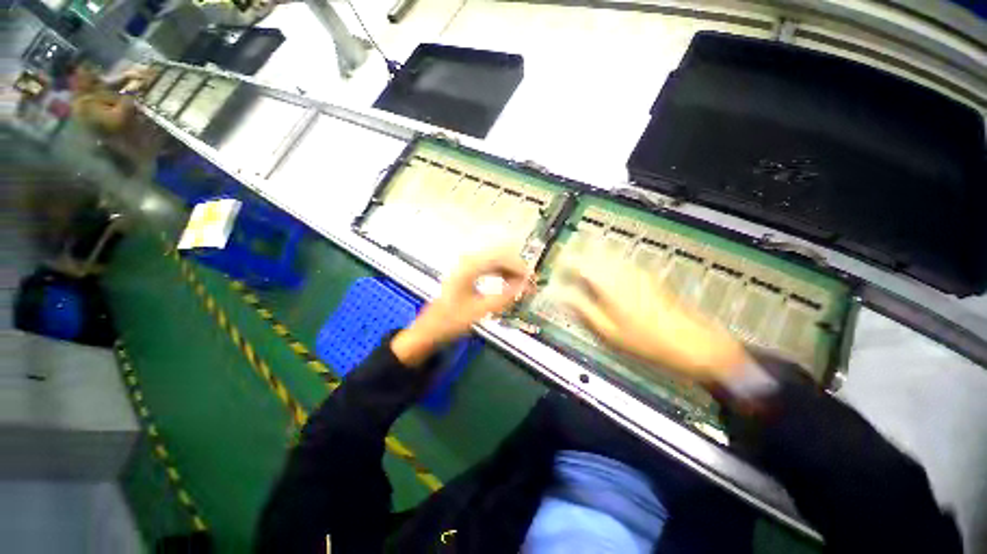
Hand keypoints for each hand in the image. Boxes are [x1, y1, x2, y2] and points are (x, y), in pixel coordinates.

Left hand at [391, 249, 532, 365]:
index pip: (501, 257)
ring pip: (496, 261)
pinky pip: (490, 268)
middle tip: (530, 284)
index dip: (520, 267)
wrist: (429, 329)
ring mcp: (467, 266)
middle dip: (517, 268)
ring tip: (522, 287)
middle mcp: (468, 261)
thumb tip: (526, 286)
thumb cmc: (451, 320)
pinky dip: (502, 275)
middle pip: (500, 256)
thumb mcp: (480, 310)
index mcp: (469, 267)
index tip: (532, 280)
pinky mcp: (467, 273)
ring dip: (510, 272)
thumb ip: (504, 297)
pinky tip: (508, 285)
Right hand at [557, 257, 749, 385]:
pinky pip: (618, 261)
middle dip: (575, 258)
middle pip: (591, 253)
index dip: (563, 265)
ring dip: (589, 259)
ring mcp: (635, 270)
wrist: (692, 341)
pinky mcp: (645, 274)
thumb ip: (582, 307)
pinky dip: (604, 263)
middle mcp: (621, 270)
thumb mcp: (607, 330)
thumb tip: (561, 294)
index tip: (554, 273)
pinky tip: (603, 276)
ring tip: (580, 272)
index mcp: (608, 282)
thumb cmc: (645, 340)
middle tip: (565, 271)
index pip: (578, 263)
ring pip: (605, 254)